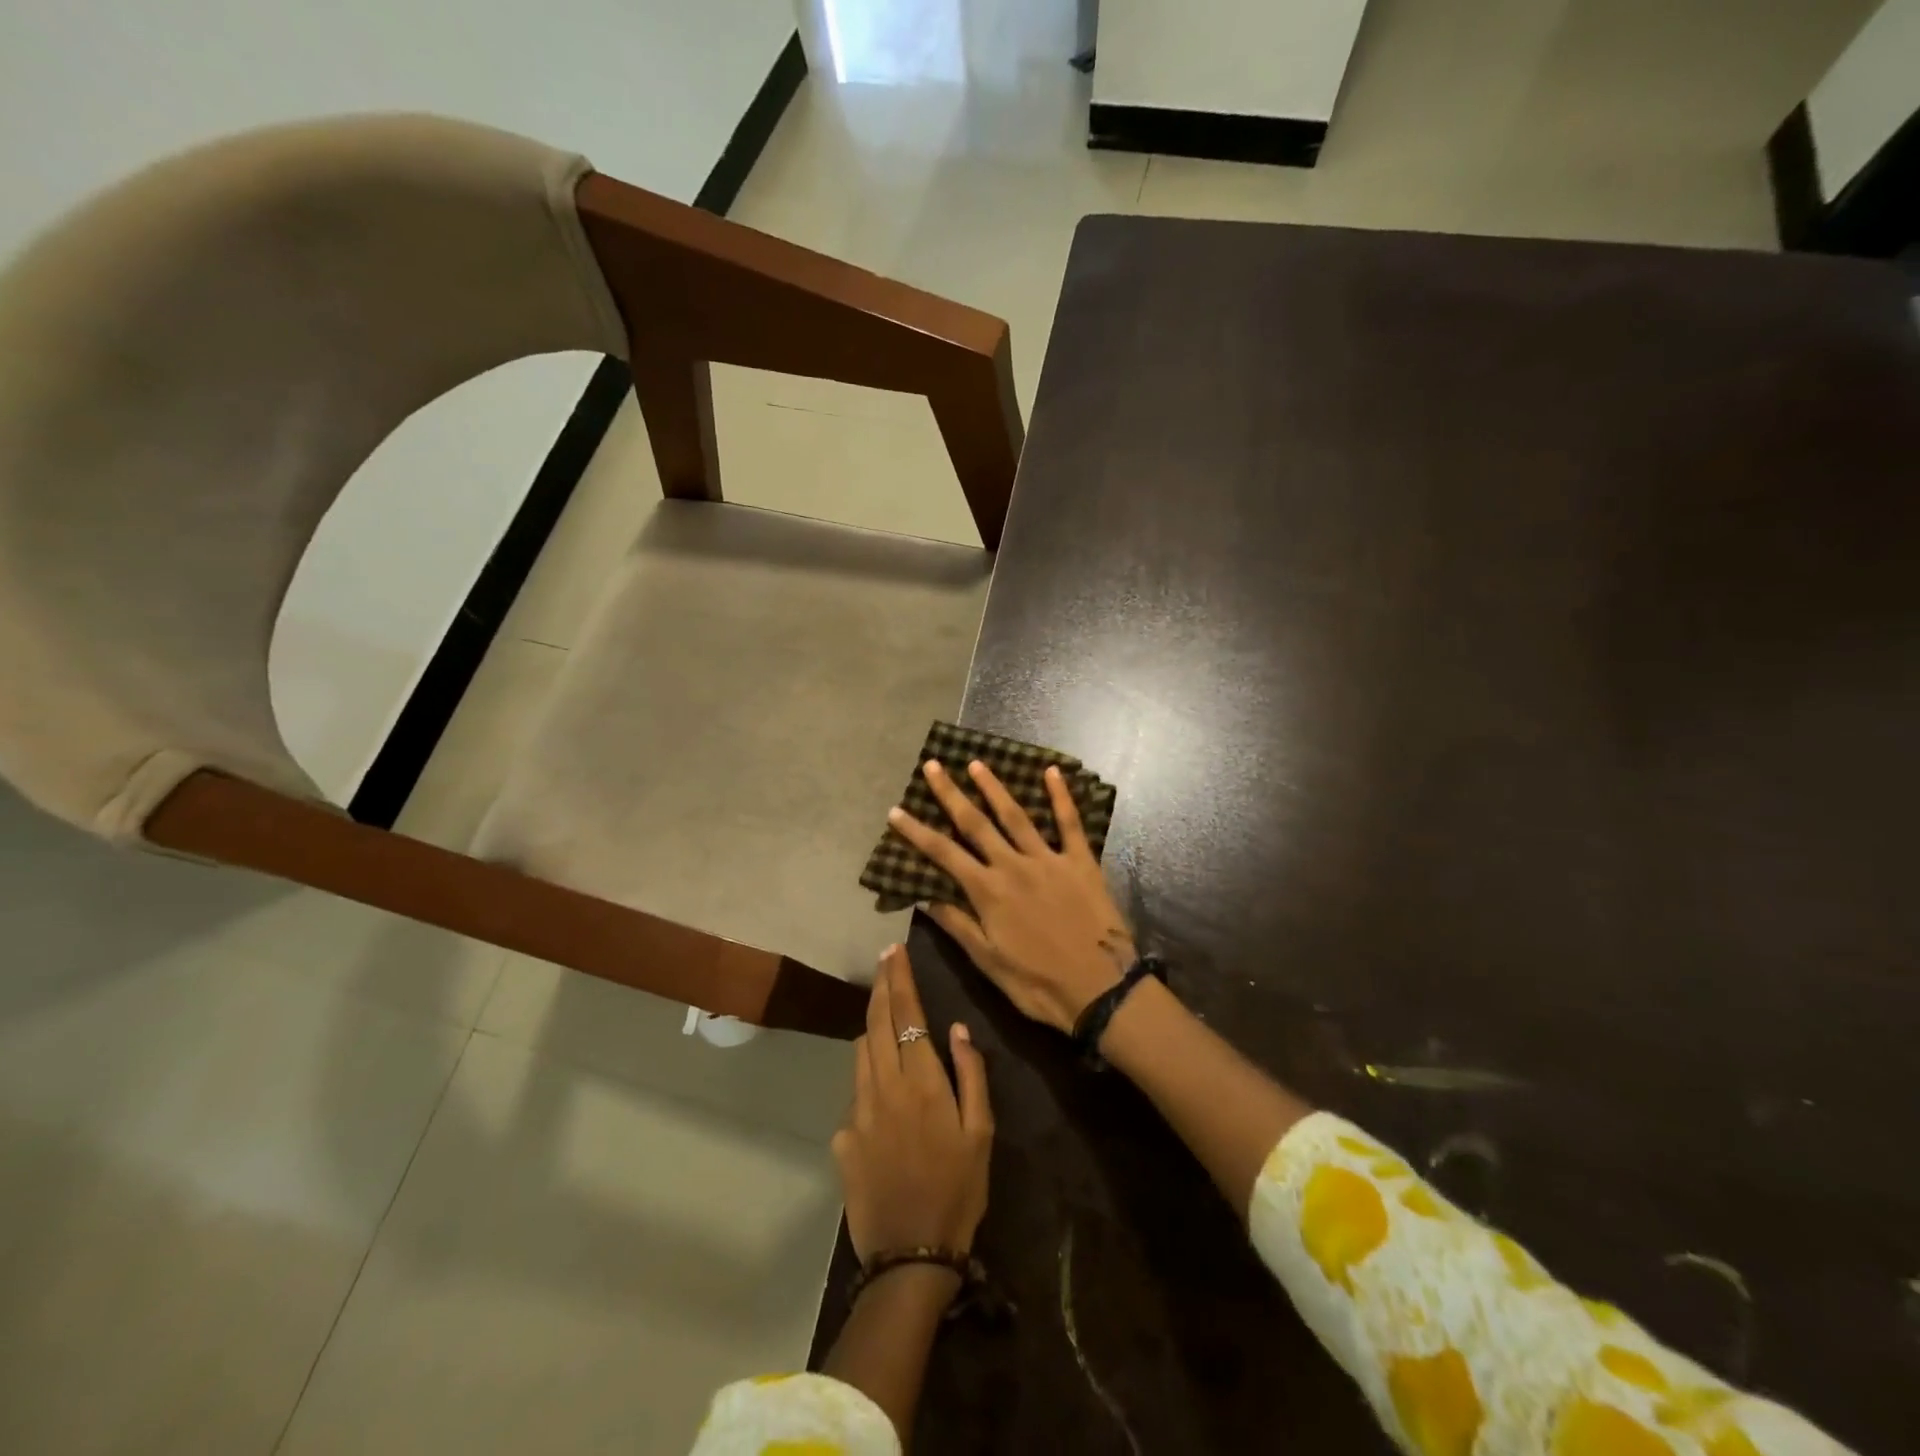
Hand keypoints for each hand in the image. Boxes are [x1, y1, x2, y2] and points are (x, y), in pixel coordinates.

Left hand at [834, 945, 993, 1263]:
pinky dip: (868, 1075)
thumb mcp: (981, 1133)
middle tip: (884, 960)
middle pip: (875, 1022)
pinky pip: (855, 1091)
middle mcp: (884, 1087)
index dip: (899, 978)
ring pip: (860, 1051)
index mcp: (922, 1082)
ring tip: (882, 1009)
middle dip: (880, 986)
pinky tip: (883, 1090)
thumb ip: (971, 1074)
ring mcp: (858, 1111)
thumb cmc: (958, 1190)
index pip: (906, 1014)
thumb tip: (956, 1028)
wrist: (910, 1255)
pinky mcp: (843, 1137)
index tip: (894, 950)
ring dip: (870, 1023)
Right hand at [888, 760, 1135, 1033]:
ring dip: (994, 787)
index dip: (916, 831)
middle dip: (950, 793)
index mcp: (988, 891)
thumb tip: (924, 896)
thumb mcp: (988, 962)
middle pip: (975, 823)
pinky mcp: (1080, 862)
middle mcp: (1013, 866)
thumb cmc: (1038, 984)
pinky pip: (1070, 823)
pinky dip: (1061, 796)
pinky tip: (1052, 771)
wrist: (1100, 990)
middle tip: (933, 765)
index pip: (943, 854)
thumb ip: (958, 925)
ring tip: (976, 763)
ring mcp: (1048, 860)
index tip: (896, 810)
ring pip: (1016, 815)